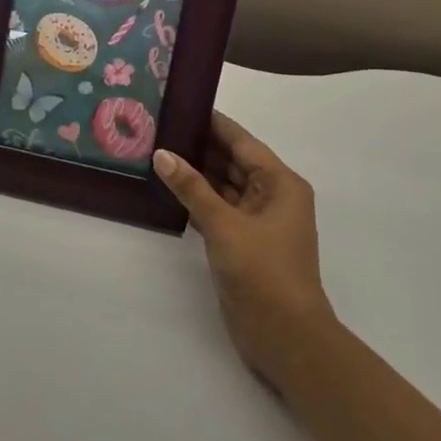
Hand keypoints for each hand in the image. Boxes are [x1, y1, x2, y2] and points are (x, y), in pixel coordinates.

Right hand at [155, 112, 333, 389]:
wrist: (285, 337)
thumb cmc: (263, 272)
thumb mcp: (224, 225)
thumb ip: (192, 188)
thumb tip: (162, 154)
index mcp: (280, 184)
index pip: (242, 142)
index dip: (213, 123)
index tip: (181, 103)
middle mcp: (271, 196)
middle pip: (232, 161)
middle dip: (198, 146)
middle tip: (157, 127)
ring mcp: (257, 221)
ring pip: (222, 186)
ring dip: (194, 173)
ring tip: (155, 152)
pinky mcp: (242, 243)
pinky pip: (216, 209)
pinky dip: (195, 199)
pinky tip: (166, 189)